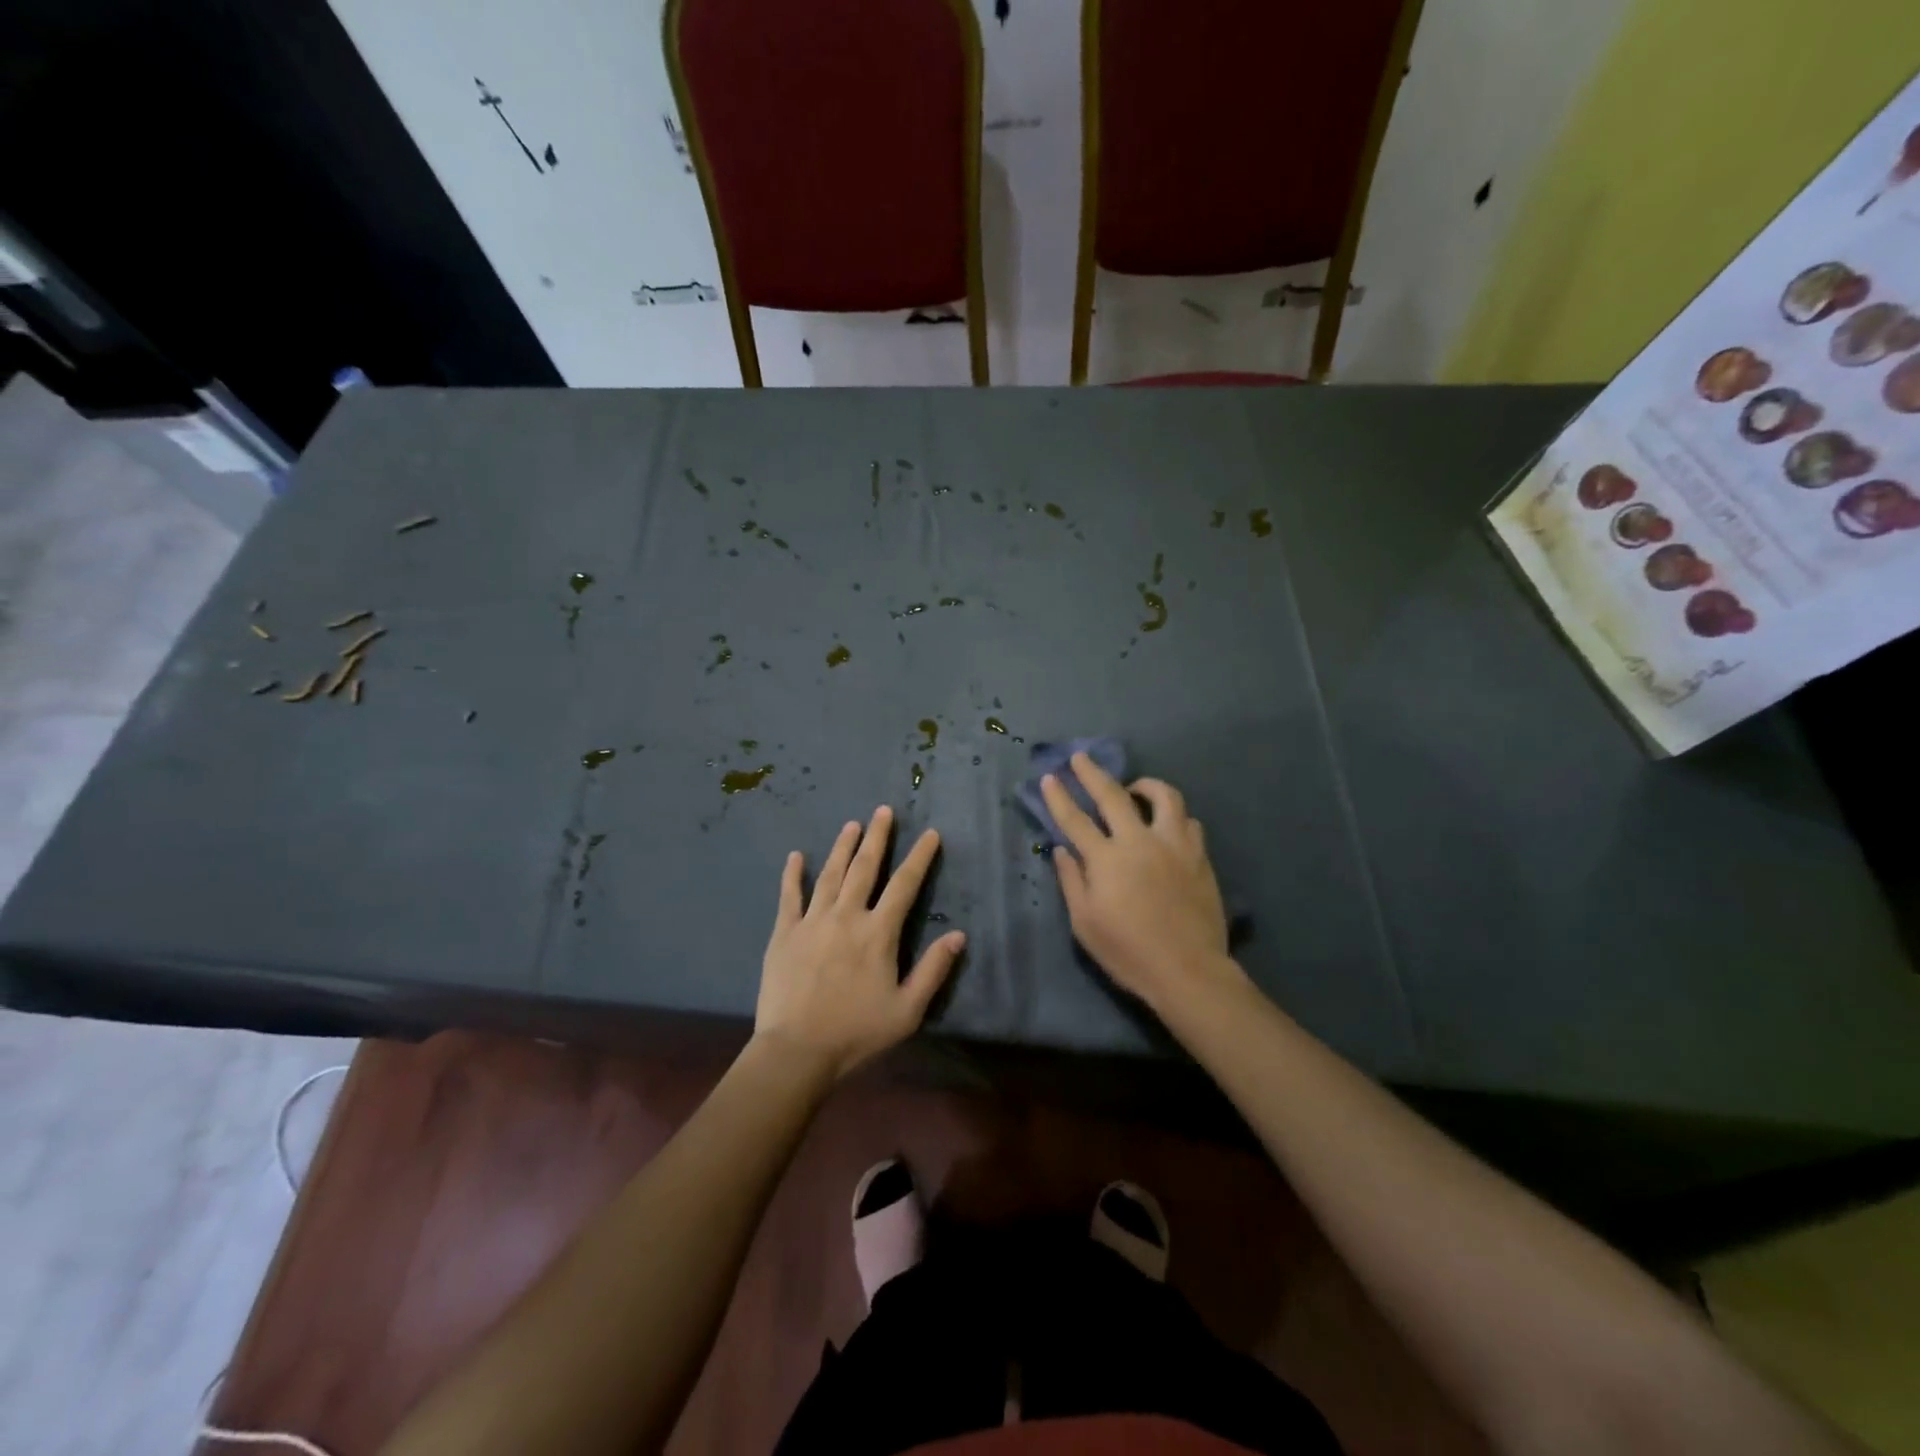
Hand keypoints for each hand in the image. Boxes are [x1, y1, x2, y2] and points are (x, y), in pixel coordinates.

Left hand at [754, 806, 965, 1080]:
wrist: (797, 1050)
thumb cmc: (857, 1032)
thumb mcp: (907, 1010)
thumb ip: (933, 970)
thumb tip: (958, 935)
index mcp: (878, 933)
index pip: (905, 885)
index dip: (919, 857)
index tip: (930, 834)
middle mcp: (847, 916)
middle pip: (865, 867)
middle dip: (877, 837)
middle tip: (883, 811)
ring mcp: (812, 921)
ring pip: (830, 874)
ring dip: (842, 847)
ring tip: (851, 824)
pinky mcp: (785, 933)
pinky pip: (789, 896)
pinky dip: (793, 874)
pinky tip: (796, 855)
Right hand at [1042, 754, 1242, 1012]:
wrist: (1188, 971)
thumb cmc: (1128, 952)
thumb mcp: (1085, 923)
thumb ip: (1072, 881)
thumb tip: (1062, 850)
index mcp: (1107, 859)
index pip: (1075, 819)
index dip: (1059, 796)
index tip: (1050, 777)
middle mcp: (1140, 842)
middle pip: (1113, 795)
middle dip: (1093, 773)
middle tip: (1081, 757)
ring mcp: (1175, 846)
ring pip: (1164, 797)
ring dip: (1145, 785)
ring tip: (1135, 788)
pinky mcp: (1199, 857)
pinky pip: (1188, 822)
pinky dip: (1173, 816)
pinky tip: (1166, 825)